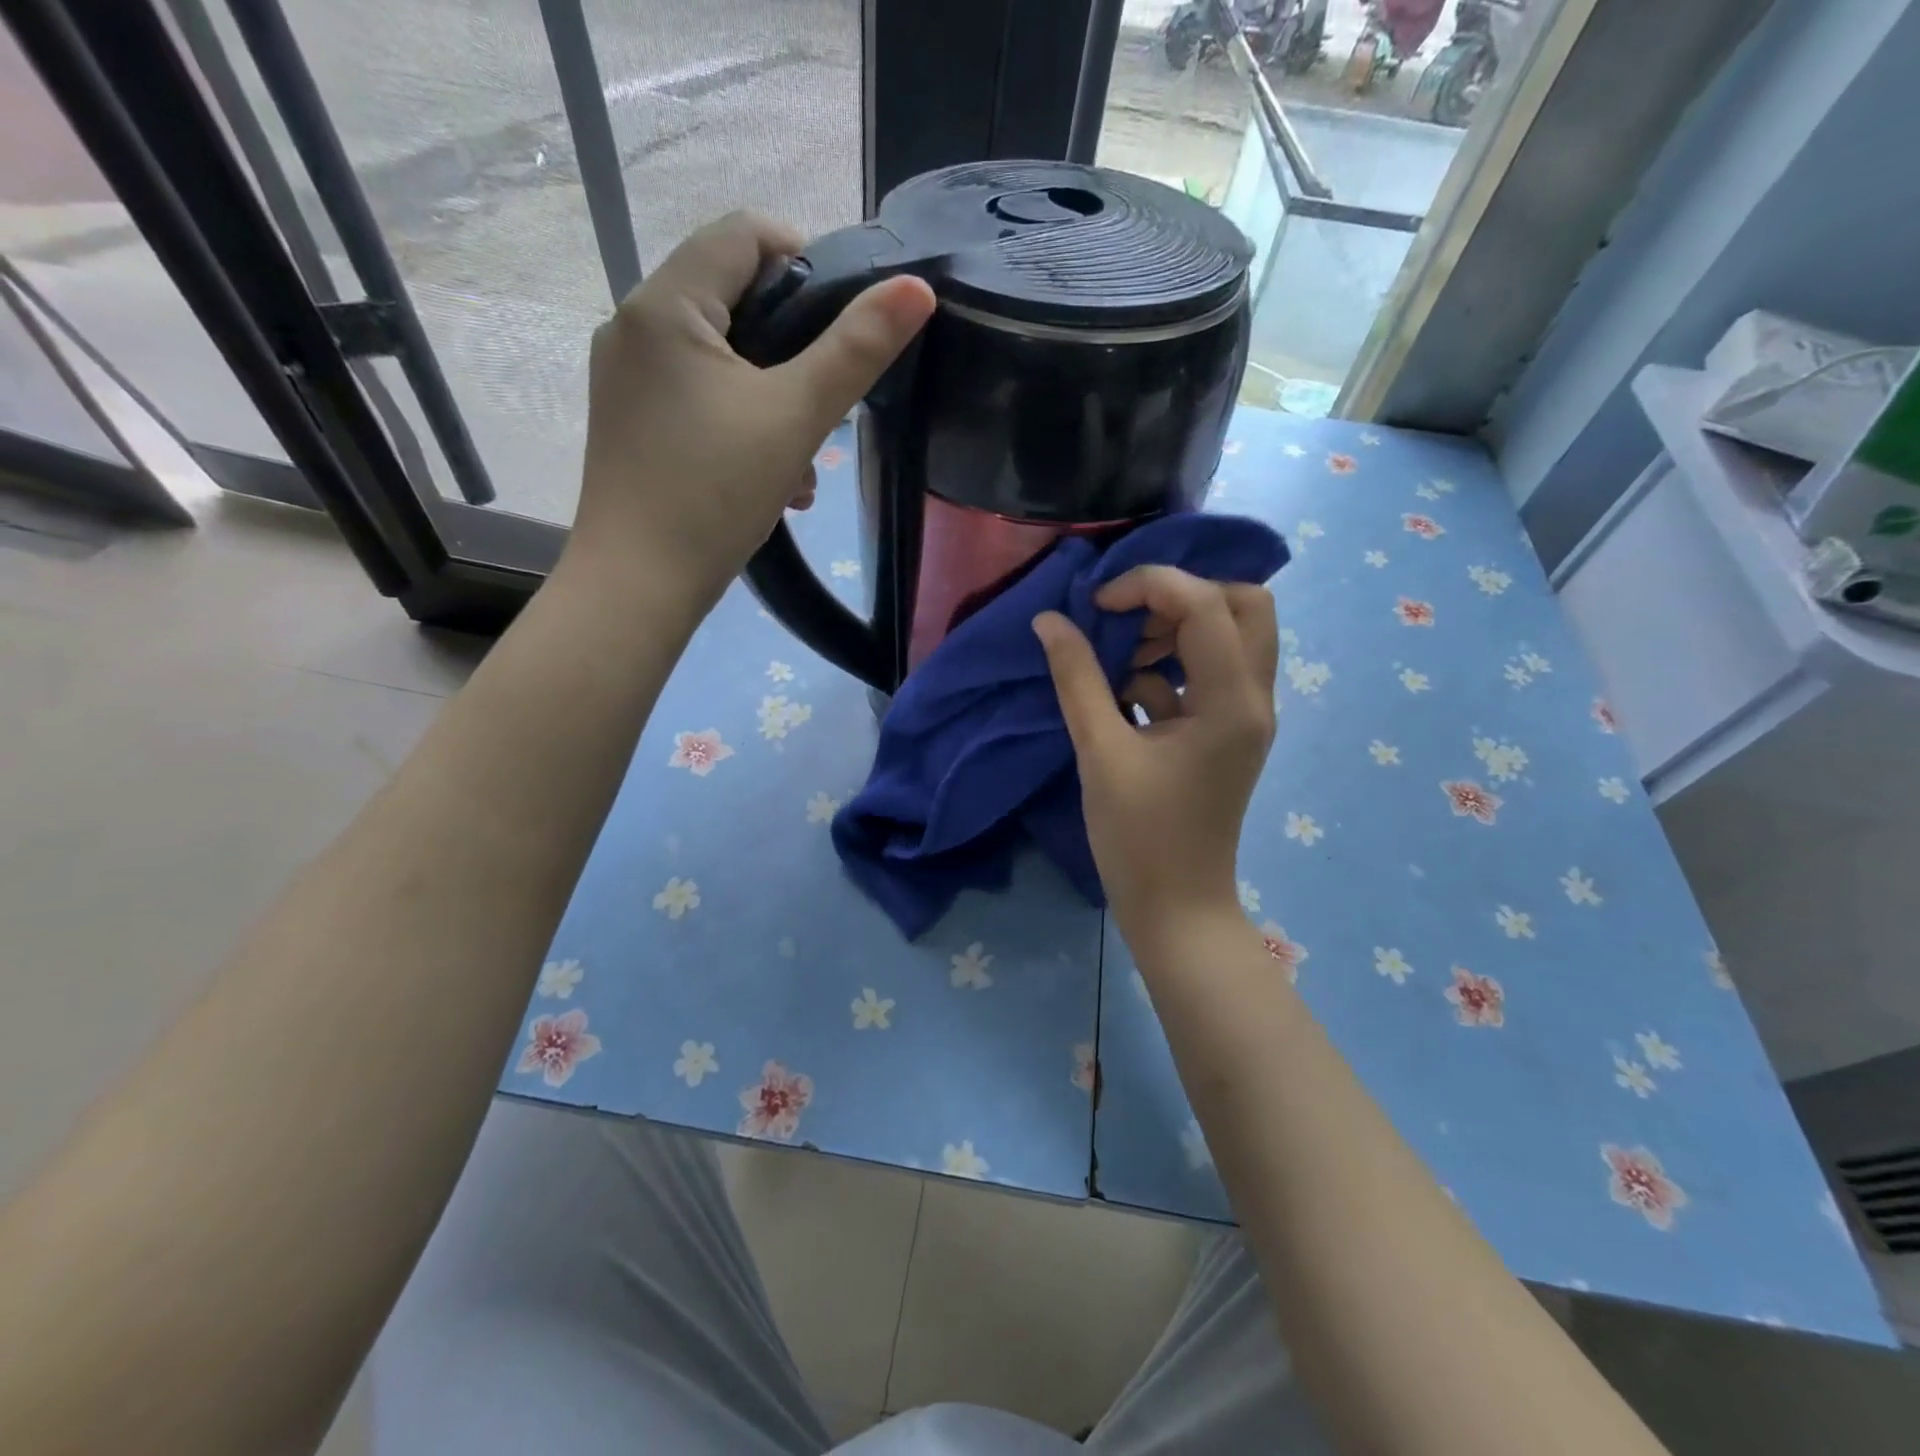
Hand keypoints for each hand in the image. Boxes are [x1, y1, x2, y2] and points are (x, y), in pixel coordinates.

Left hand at [571, 211, 935, 599]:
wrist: (639, 585)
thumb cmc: (715, 493)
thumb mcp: (797, 417)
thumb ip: (857, 349)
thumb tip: (916, 288)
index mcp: (666, 304)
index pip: (744, 233)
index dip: (807, 259)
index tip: (848, 320)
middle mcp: (634, 325)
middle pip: (733, 297)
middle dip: (795, 347)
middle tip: (830, 401)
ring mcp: (626, 378)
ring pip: (720, 357)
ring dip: (774, 397)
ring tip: (804, 464)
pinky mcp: (630, 422)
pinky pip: (697, 397)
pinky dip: (742, 422)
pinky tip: (772, 480)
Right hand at [1034, 567, 1278, 948]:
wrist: (1176, 908)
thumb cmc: (1139, 837)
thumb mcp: (1100, 752)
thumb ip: (1077, 679)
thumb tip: (1050, 621)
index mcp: (1232, 701)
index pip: (1206, 604)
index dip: (1149, 586)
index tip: (1096, 606)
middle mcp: (1254, 699)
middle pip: (1245, 605)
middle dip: (1183, 596)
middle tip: (1128, 615)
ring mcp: (1246, 717)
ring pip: (1231, 637)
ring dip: (1175, 629)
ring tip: (1119, 655)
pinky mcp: (1227, 734)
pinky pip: (1209, 674)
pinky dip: (1170, 668)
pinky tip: (1126, 695)